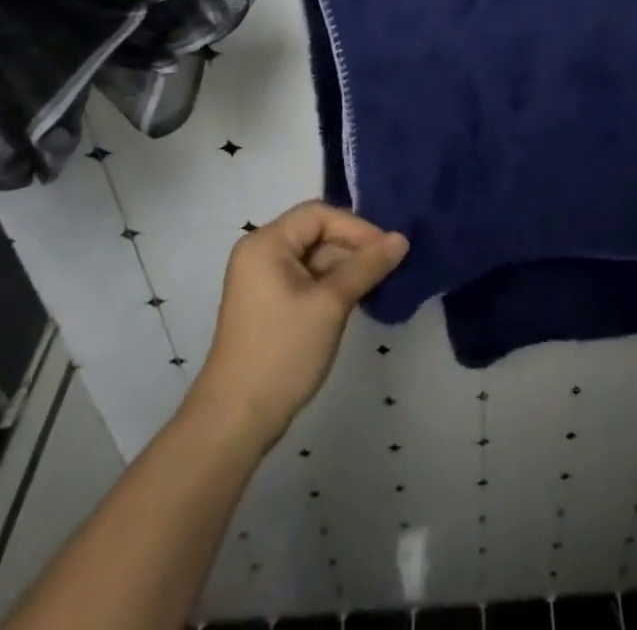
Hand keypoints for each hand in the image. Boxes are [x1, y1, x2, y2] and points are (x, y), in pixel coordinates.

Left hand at [188, 201, 407, 451]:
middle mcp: (260, 253)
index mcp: (266, 243)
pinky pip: (306, 280)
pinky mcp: (268, 305)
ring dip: (345, 268)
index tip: (387, 249)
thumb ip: (367, 266)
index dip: (356, 227)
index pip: (319, 214)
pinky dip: (331, 285)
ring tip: (378, 284)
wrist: (235, 421)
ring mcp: (262, 281)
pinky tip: (356, 299)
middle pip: (316, 233)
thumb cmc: (282, 352)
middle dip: (353, 248)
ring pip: (314, 258)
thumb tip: (401, 239)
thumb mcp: (331, 304)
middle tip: (388, 267)